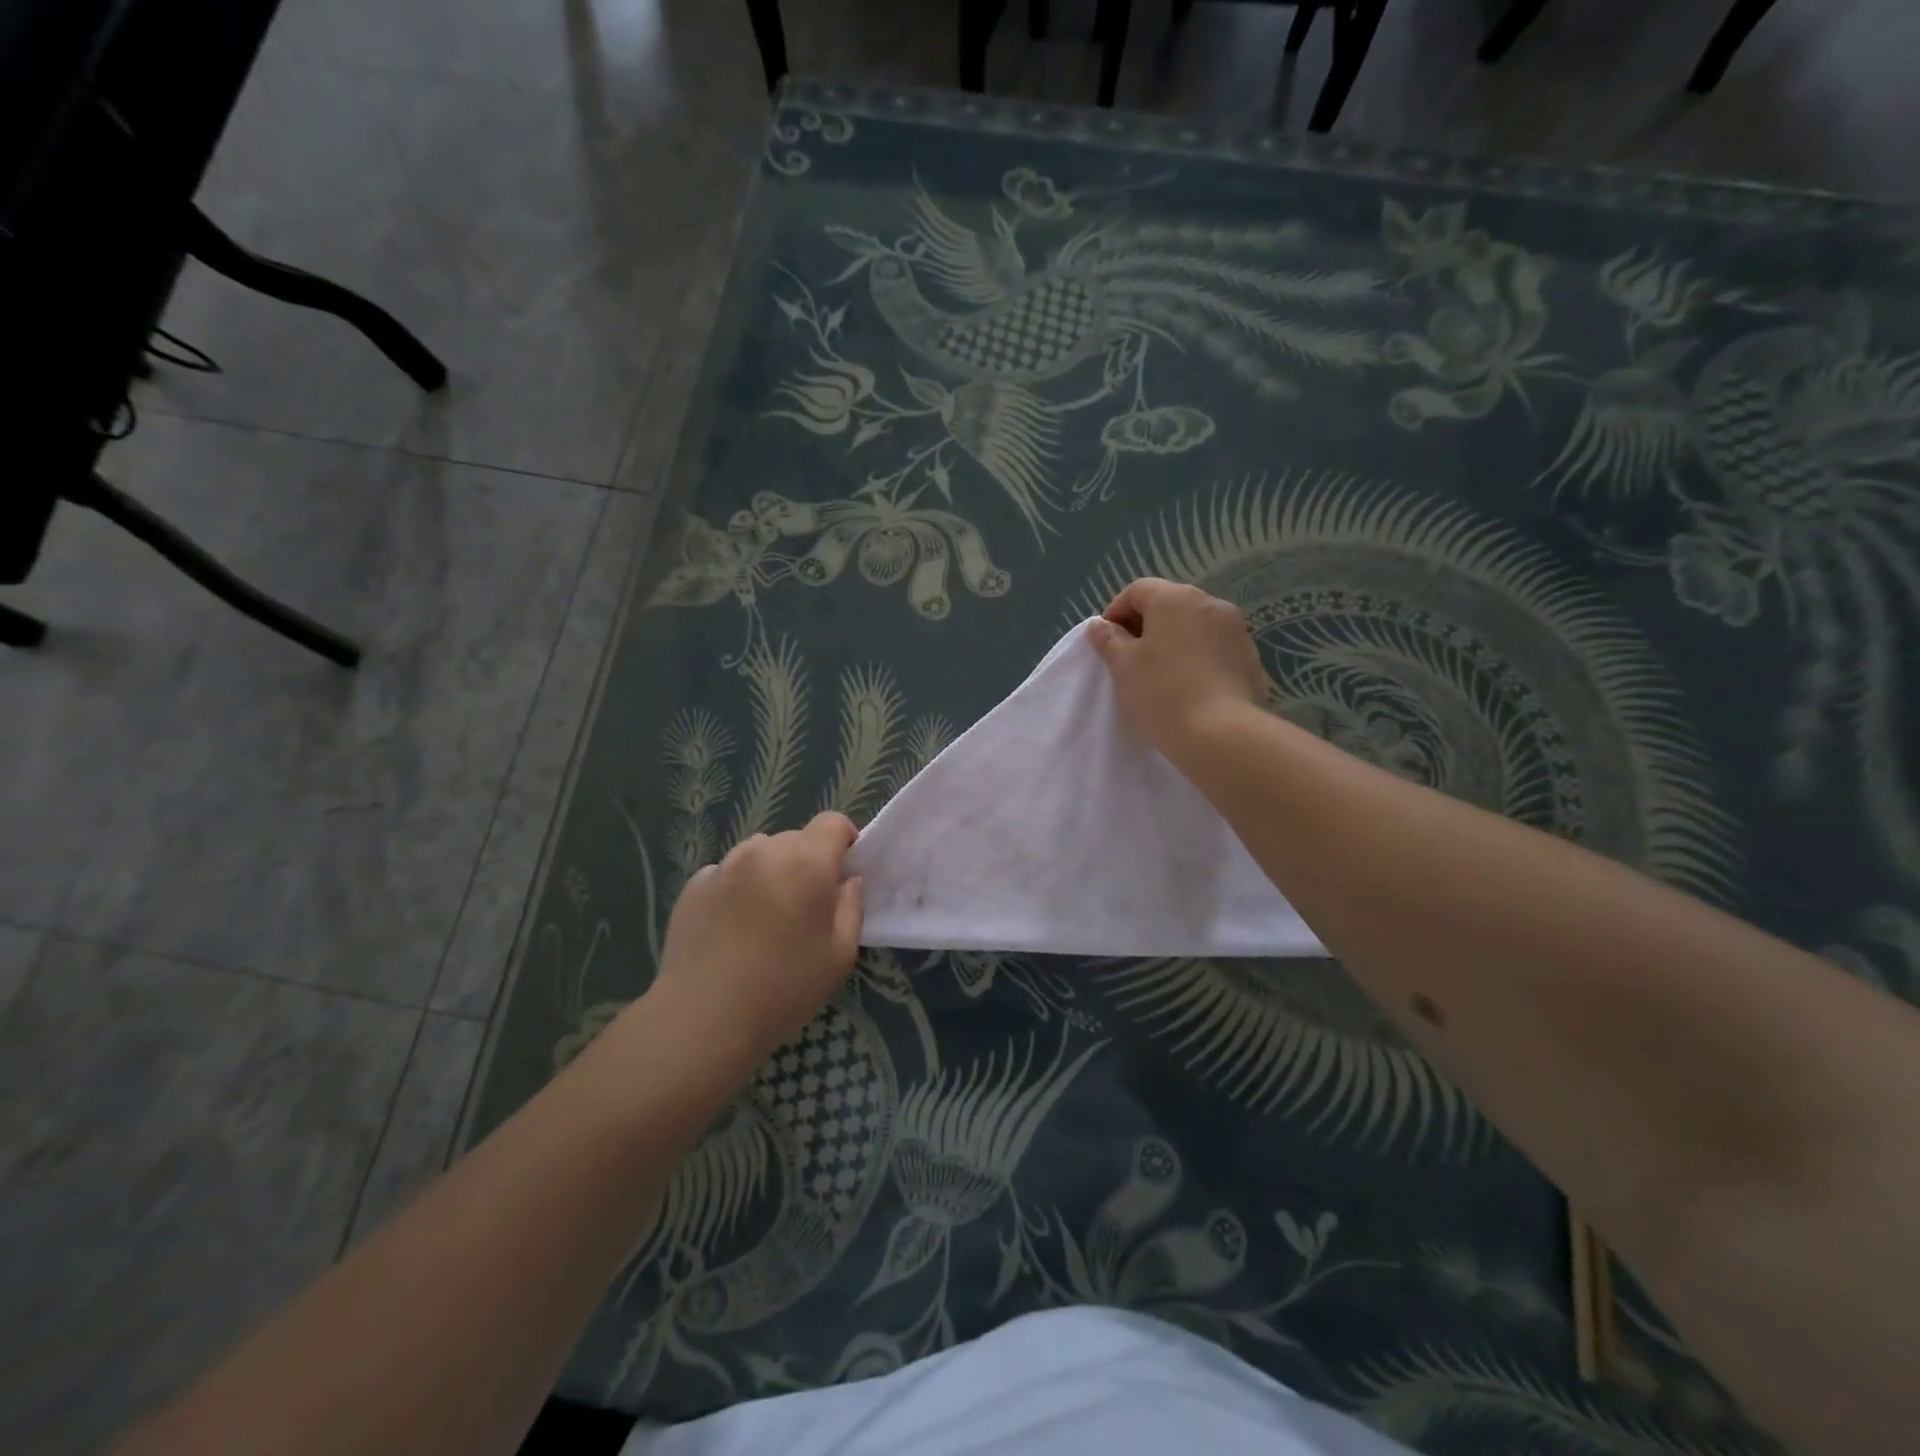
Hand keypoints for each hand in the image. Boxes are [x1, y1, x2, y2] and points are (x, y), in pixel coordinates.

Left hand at [647, 813, 864, 1064]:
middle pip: (795, 839)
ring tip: (765, 916)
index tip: (843, 874)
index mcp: (806, 861)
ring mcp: (724, 866)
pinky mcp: (693, 886)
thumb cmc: (785, 986)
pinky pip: (727, 873)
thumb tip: (847, 881)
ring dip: (770, 872)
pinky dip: (737, 888)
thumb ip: (852, 906)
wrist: (704, 1016)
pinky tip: (732, 927)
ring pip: (759, 853)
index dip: (845, 841)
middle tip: (805, 906)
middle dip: (806, 862)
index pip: (833, 822)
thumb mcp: (840, 953)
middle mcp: (764, 851)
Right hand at [1086, 578, 1265, 758]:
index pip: (1137, 591)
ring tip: (1159, 678)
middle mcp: (1211, 604)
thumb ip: (1109, 640)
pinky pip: (1214, 650)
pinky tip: (1187, 690)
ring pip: (1194, 628)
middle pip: (1168, 606)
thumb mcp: (1123, 666)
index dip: (1115, 614)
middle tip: (1129, 662)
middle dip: (1145, 629)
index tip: (1106, 645)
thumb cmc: (1161, 693)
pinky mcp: (1251, 659)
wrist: (1221, 735)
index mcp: (1176, 598)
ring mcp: (1237, 631)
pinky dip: (1196, 661)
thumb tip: (1101, 626)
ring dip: (1173, 644)